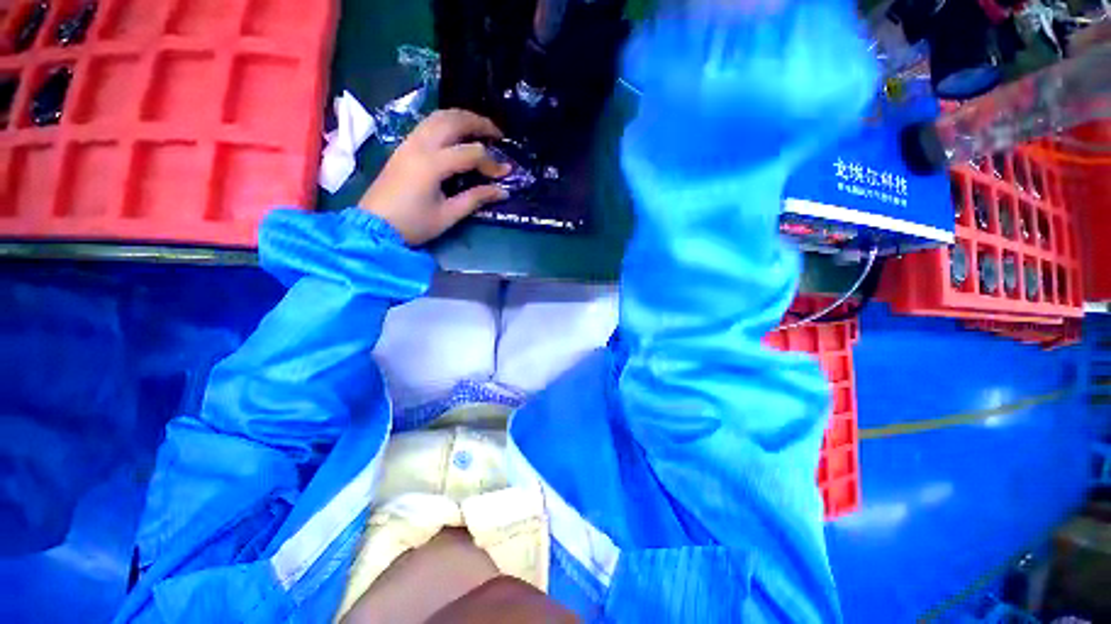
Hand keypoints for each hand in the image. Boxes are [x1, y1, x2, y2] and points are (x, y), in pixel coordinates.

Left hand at [358, 109, 510, 245]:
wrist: (374, 226)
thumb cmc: (413, 224)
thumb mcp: (448, 215)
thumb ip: (476, 199)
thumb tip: (502, 191)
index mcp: (432, 164)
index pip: (470, 153)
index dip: (491, 163)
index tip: (505, 174)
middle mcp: (420, 145)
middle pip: (453, 121)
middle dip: (479, 123)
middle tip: (498, 134)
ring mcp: (409, 143)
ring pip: (438, 117)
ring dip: (462, 118)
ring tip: (480, 129)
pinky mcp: (404, 147)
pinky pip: (428, 124)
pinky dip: (447, 123)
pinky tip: (458, 135)